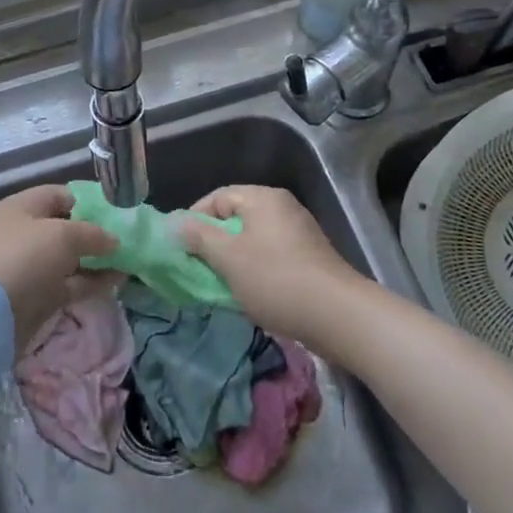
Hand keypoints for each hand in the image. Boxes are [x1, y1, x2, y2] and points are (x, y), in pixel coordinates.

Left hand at [0, 184, 117, 351]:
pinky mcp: (37, 296)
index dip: (89, 201)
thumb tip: (113, 240)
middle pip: (66, 228)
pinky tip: (118, 282)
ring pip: (70, 259)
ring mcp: (30, 267)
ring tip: (130, 262)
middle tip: (127, 240)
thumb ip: (93, 234)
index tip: (117, 213)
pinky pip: (70, 283)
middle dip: (96, 234)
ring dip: (97, 261)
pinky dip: (92, 282)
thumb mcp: (63, 236)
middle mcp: (25, 233)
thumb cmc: (24, 258)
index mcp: (23, 207)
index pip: (60, 195)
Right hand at [173, 185, 367, 352]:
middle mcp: (282, 207)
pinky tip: (248, 293)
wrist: (338, 315)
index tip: (179, 246)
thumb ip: (198, 237)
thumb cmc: (276, 279)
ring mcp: (298, 233)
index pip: (217, 197)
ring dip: (232, 259)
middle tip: (196, 267)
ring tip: (218, 283)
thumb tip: (174, 223)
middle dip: (212, 242)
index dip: (194, 219)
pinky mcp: (308, 257)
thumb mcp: (228, 257)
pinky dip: (253, 269)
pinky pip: (270, 255)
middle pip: (235, 217)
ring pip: (252, 239)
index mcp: (263, 198)